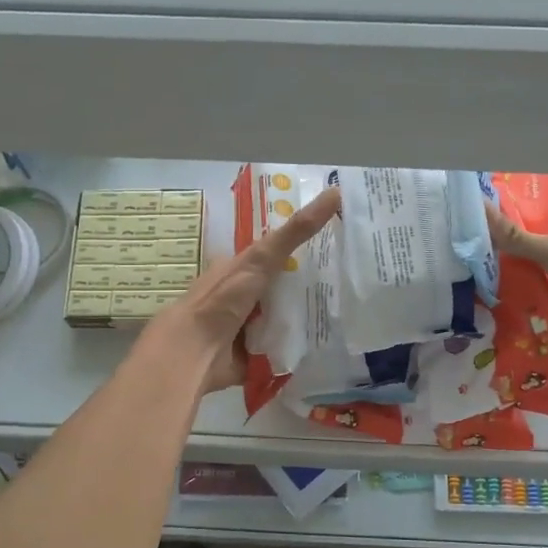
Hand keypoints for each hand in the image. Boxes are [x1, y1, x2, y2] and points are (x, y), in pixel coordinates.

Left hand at [158, 185, 342, 394]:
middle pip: (286, 287)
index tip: (338, 243)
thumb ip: (294, 232)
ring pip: (289, 317)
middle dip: (314, 286)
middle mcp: (246, 296)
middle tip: (352, 280)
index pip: (277, 253)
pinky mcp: (258, 355)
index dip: (304, 247)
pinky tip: (332, 341)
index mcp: (241, 270)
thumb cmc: (223, 300)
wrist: (195, 354)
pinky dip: (304, 345)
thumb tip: (333, 192)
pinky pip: (287, 346)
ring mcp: (252, 326)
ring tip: (350, 310)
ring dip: (312, 317)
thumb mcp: (260, 260)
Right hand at [487, 204, 547, 371]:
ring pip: (530, 315)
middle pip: (527, 286)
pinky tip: (493, 343)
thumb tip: (480, 204)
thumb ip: (518, 238)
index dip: (502, 253)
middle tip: (465, 292)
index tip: (471, 256)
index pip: (529, 254)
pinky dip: (520, 342)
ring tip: (473, 320)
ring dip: (508, 318)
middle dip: (501, 290)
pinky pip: (537, 341)